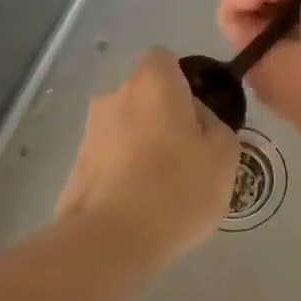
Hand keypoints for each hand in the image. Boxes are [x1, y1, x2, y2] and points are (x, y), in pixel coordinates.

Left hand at [56, 47, 238, 262]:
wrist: (111, 242)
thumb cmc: (178, 187)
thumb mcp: (225, 154)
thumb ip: (216, 125)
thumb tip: (197, 122)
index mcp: (151, 82)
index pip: (165, 59)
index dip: (184, 82)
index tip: (200, 116)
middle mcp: (113, 96)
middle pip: (146, 94)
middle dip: (165, 116)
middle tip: (190, 155)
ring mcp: (89, 132)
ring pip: (127, 128)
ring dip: (144, 146)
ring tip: (166, 188)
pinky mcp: (76, 168)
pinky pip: (112, 159)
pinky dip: (126, 173)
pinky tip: (143, 206)